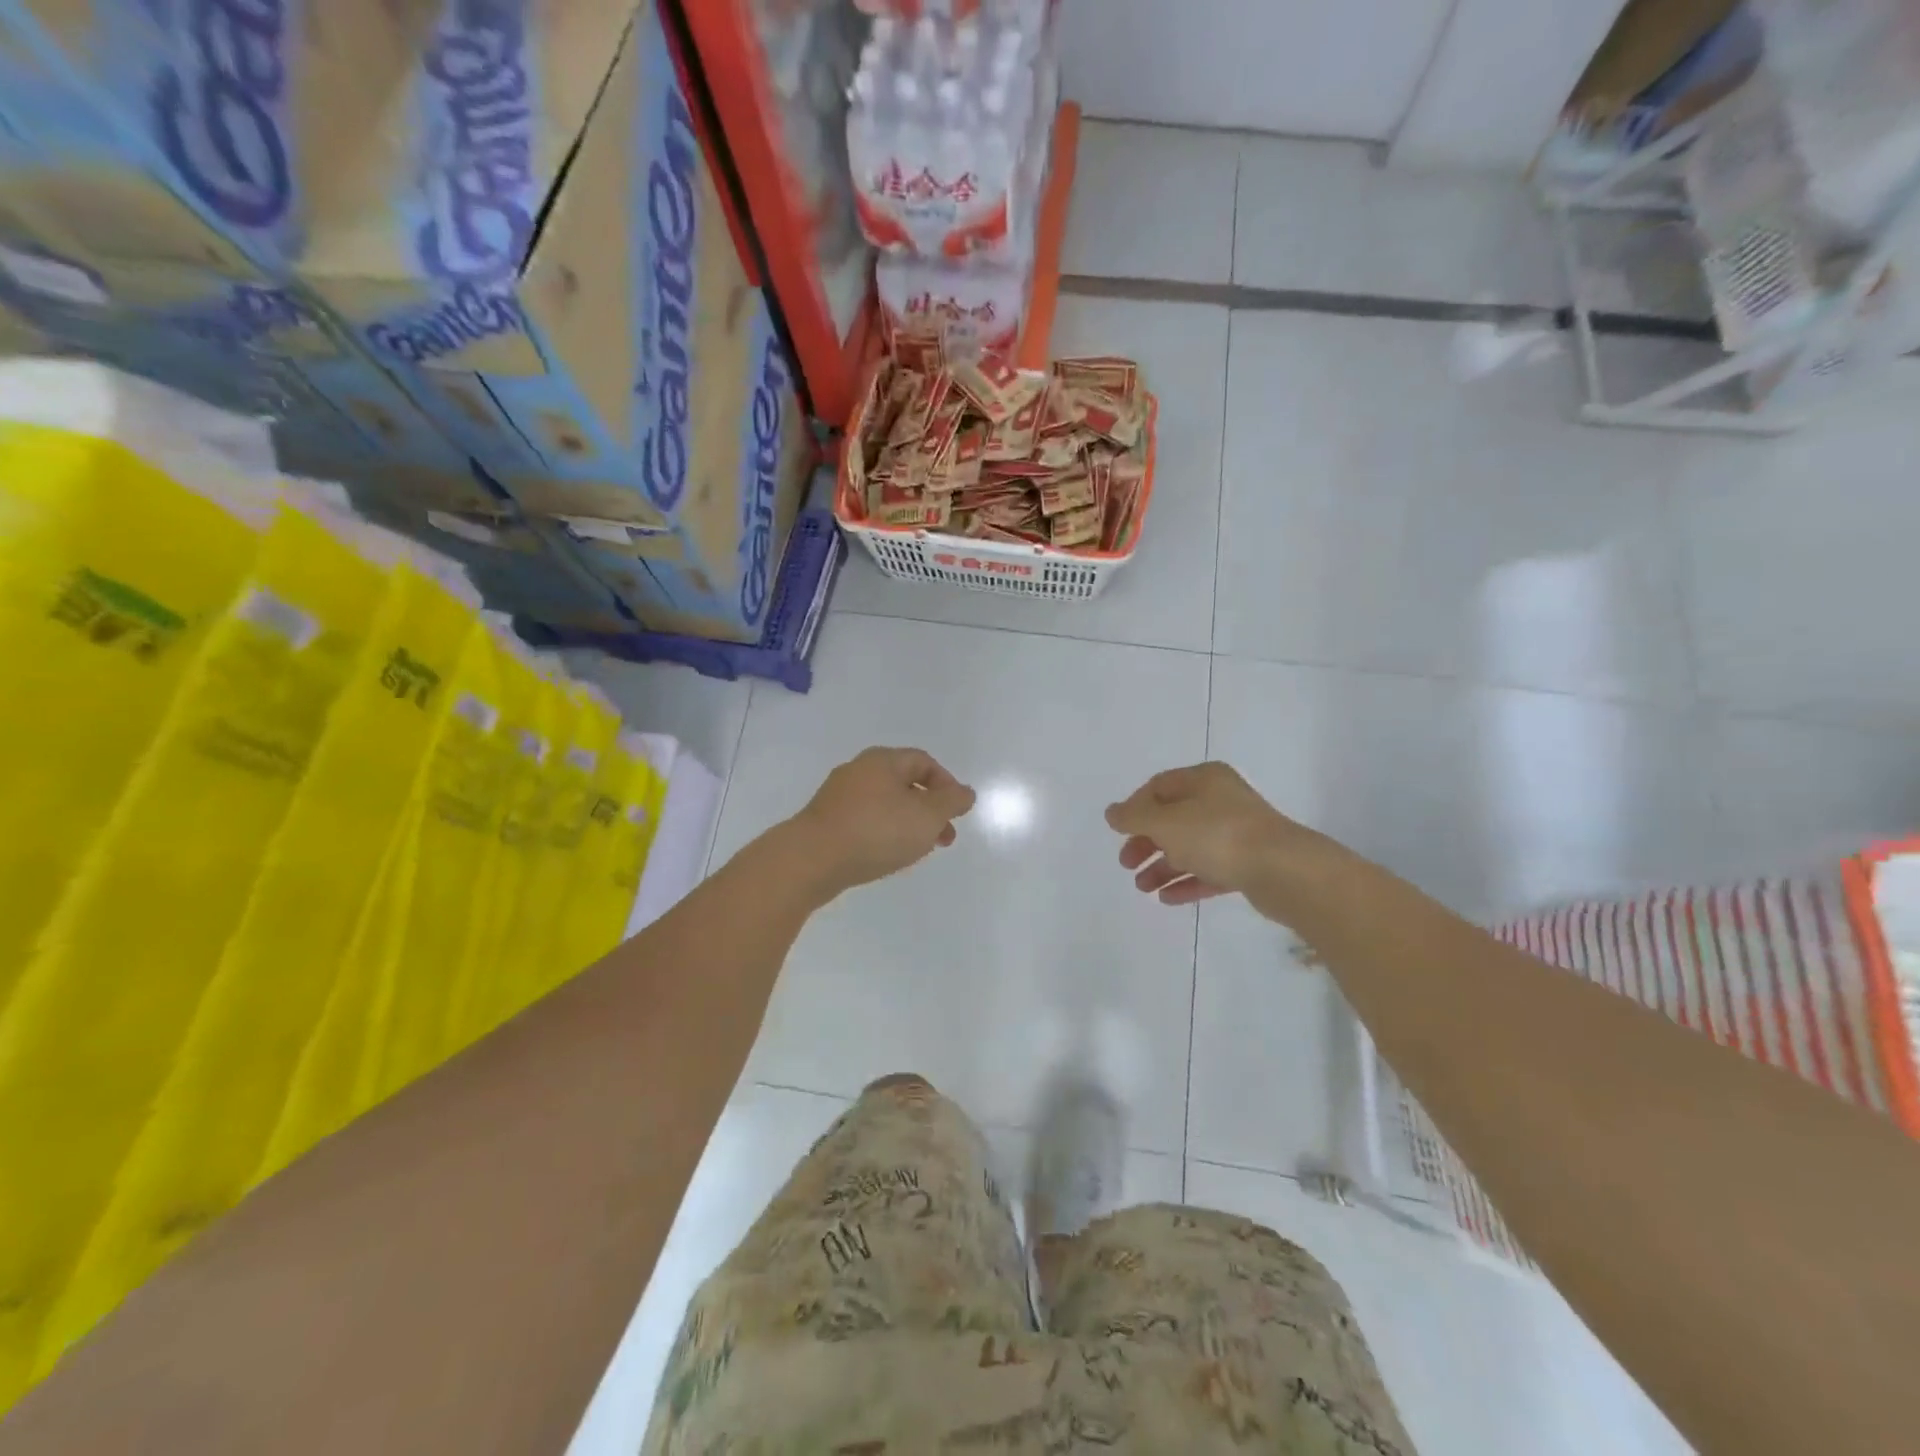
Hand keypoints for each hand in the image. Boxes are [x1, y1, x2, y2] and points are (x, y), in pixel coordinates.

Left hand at [785, 747, 975, 901]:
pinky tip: (887, 855)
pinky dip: (884, 833)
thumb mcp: (927, 816)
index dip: (946, 784)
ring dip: (908, 823)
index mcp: (882, 761)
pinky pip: (865, 821)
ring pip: (885, 804)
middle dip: (930, 809)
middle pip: (904, 783)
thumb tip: (965, 792)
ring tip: (919, 851)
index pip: (924, 761)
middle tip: (944, 837)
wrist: (811, 860)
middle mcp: (859, 771)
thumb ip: (951, 802)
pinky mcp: (825, 822)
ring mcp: (838, 797)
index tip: (957, 812)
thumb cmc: (876, 831)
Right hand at [1105, 762, 1320, 918]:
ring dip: (1162, 865)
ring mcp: (1237, 833)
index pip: (1159, 786)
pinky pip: (1209, 870)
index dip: (1134, 807)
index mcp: (1203, 779)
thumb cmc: (1217, 835)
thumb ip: (1134, 817)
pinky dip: (1186, 881)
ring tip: (1142, 888)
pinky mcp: (1248, 863)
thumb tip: (1112, 812)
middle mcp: (1221, 800)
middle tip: (1126, 863)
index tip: (1119, 832)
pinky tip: (1166, 899)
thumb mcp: (1165, 822)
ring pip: (1190, 846)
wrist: (1283, 870)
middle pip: (1173, 818)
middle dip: (1146, 841)